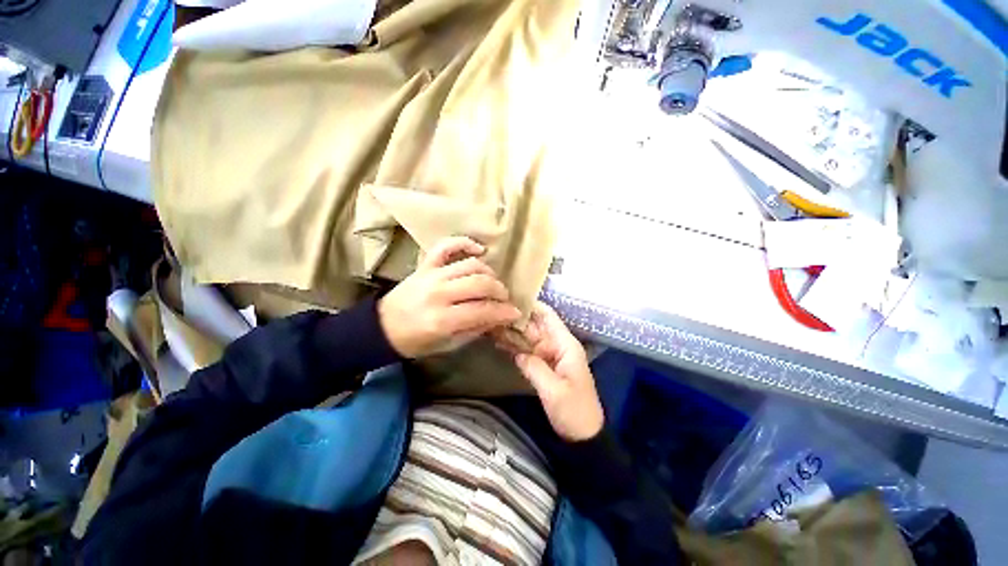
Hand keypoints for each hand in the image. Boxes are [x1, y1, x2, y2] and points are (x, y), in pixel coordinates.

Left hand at [378, 237, 521, 357]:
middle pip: (480, 284)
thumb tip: (497, 318)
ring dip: (489, 273)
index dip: (504, 312)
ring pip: (470, 265)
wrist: (382, 327)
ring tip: (492, 283)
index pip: (483, 310)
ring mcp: (431, 275)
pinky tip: (478, 250)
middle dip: (499, 291)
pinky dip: (464, 243)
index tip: (515, 313)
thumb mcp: (448, 345)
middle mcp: (438, 294)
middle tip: (504, 299)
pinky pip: (446, 246)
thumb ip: (475, 330)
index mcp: (442, 320)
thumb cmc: (416, 341)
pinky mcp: (425, 265)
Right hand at [500, 302, 603, 440]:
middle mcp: (557, 345)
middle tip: (493, 311)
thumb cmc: (574, 411)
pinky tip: (499, 342)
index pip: (548, 316)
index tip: (511, 298)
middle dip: (516, 319)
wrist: (583, 436)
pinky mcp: (544, 366)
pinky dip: (515, 347)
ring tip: (491, 324)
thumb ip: (534, 367)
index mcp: (565, 345)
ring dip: (513, 332)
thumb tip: (517, 352)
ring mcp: (550, 356)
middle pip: (535, 326)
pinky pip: (528, 352)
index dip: (532, 305)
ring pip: (529, 338)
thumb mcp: (553, 390)